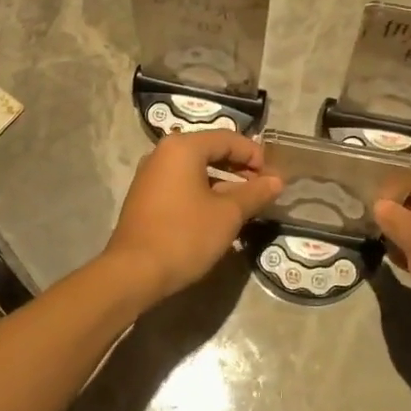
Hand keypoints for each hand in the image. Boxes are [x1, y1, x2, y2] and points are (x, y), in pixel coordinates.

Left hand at [104, 131, 281, 303]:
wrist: (134, 272)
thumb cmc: (185, 235)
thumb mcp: (228, 214)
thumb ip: (254, 193)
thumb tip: (276, 181)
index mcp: (182, 147)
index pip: (228, 138)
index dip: (255, 154)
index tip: (273, 177)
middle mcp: (162, 153)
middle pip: (210, 150)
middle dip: (239, 167)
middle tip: (262, 188)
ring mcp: (150, 176)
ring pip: (195, 169)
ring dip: (223, 182)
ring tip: (245, 203)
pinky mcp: (145, 197)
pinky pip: (181, 184)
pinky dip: (203, 192)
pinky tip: (218, 214)